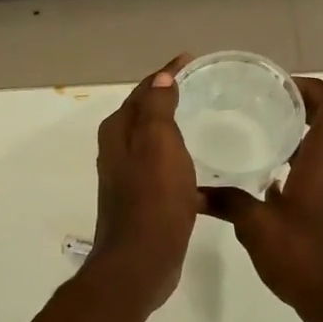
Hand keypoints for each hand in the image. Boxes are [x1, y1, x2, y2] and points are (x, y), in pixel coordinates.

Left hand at [87, 54, 201, 314]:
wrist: (140, 261)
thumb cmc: (153, 198)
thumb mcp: (158, 143)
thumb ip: (157, 107)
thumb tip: (160, 77)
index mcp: (118, 132)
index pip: (143, 90)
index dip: (166, 73)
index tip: (192, 59)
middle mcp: (117, 151)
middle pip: (144, 114)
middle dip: (167, 96)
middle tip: (202, 87)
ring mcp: (127, 178)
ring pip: (152, 142)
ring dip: (173, 129)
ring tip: (205, 120)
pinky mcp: (142, 201)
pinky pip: (162, 168)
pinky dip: (178, 159)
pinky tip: (202, 169)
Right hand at [204, 77, 322, 321]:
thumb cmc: (306, 257)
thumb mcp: (257, 228)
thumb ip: (228, 203)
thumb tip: (194, 192)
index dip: (310, 87)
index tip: (278, 89)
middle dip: (299, 110)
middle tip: (259, 110)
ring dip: (303, 138)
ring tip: (260, 141)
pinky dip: (307, 164)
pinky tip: (273, 182)